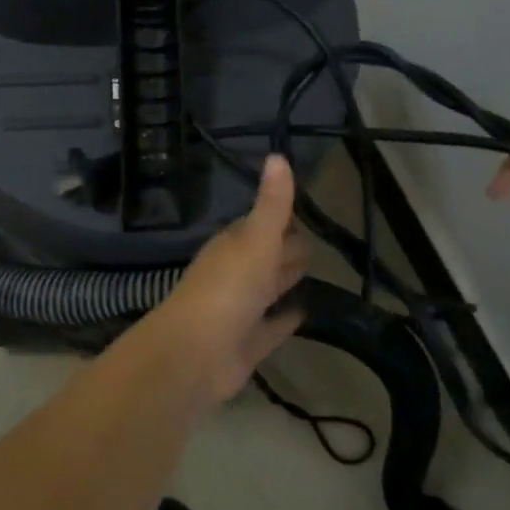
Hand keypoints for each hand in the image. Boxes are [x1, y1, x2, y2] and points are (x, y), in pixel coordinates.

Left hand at [142, 155, 308, 407]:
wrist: (194, 354)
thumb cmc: (227, 289)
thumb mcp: (255, 239)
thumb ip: (272, 204)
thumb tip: (278, 155)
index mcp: (234, 246)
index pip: (261, 226)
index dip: (282, 220)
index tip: (305, 213)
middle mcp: (235, 274)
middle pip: (266, 257)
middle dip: (286, 250)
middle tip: (316, 245)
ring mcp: (239, 310)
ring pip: (268, 290)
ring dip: (285, 282)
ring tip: (313, 274)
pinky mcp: (247, 344)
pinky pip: (271, 327)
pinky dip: (285, 320)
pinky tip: (304, 313)